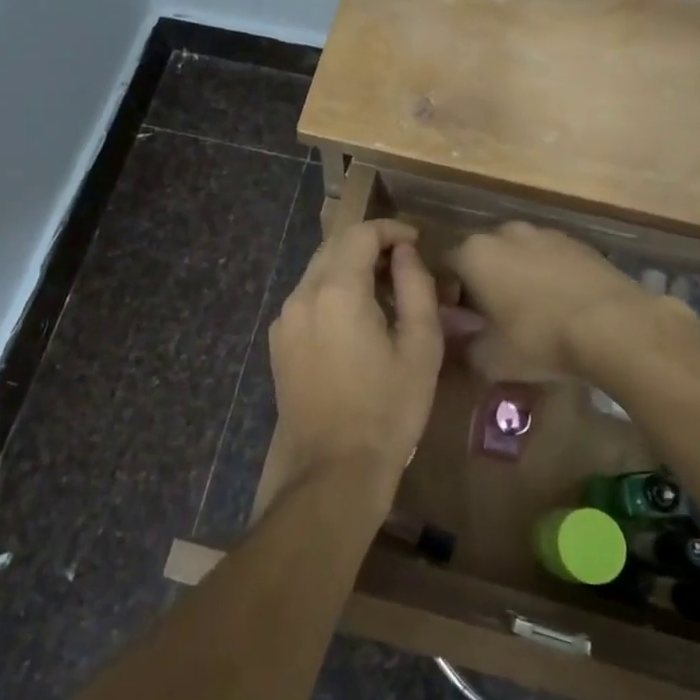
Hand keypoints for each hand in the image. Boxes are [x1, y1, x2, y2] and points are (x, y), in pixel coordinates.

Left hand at [268, 220, 443, 505]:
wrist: (333, 470)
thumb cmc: (388, 409)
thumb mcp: (421, 347)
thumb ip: (415, 288)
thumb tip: (405, 253)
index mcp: (337, 291)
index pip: (360, 234)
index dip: (390, 229)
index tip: (416, 241)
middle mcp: (302, 295)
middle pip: (334, 247)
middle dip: (369, 245)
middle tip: (403, 263)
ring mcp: (285, 319)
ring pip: (318, 270)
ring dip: (350, 267)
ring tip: (384, 290)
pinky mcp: (278, 342)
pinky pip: (307, 298)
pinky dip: (332, 291)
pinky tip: (355, 318)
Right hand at [448, 222, 651, 373]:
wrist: (615, 325)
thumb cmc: (540, 339)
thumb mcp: (490, 359)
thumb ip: (464, 348)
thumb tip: (459, 342)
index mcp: (474, 253)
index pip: (445, 266)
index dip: (447, 294)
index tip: (460, 321)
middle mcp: (504, 232)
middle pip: (482, 256)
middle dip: (482, 282)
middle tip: (492, 318)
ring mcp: (544, 232)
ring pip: (517, 254)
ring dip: (516, 276)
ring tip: (530, 312)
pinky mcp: (578, 242)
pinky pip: (549, 258)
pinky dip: (548, 275)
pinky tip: (561, 305)